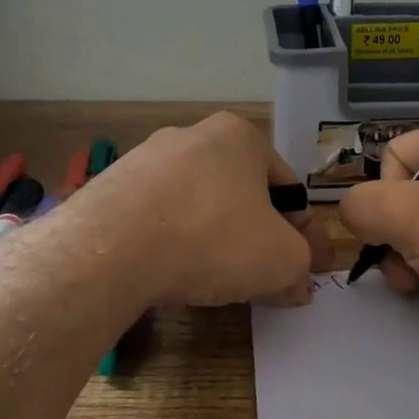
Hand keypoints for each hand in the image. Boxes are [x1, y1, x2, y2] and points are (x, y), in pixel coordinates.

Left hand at [81, 112, 329, 307]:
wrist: (111, 248)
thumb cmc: (213, 238)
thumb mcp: (280, 259)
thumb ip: (300, 266)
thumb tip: (298, 282)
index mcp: (239, 136)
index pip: (287, 187)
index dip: (303, 232)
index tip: (307, 266)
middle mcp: (192, 135)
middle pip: (241, 193)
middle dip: (258, 234)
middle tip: (266, 275)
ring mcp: (146, 159)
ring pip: (199, 204)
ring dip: (216, 238)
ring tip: (218, 279)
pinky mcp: (113, 187)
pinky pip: (159, 217)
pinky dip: (175, 242)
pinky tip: (174, 270)